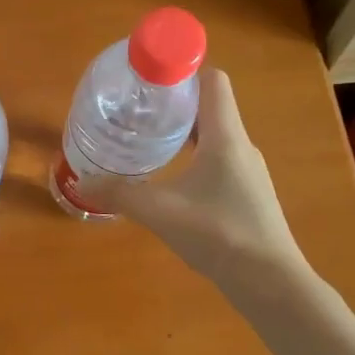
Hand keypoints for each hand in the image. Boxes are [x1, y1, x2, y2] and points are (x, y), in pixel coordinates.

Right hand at [83, 67, 307, 294]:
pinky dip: (194, 157)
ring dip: (184, 132)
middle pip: (210, 107)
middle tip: (139, 108)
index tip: (151, 76)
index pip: (212, 82)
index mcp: (225, 136)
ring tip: (149, 139)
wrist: (270, 283)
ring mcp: (248, 172)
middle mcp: (241, 146)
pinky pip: (219, 161)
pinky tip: (172, 178)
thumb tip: (84, 181)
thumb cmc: (219, 234)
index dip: (184, 70)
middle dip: (175, 103)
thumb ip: (120, 194)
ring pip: (214, 136)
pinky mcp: (248, 195)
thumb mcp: (161, 211)